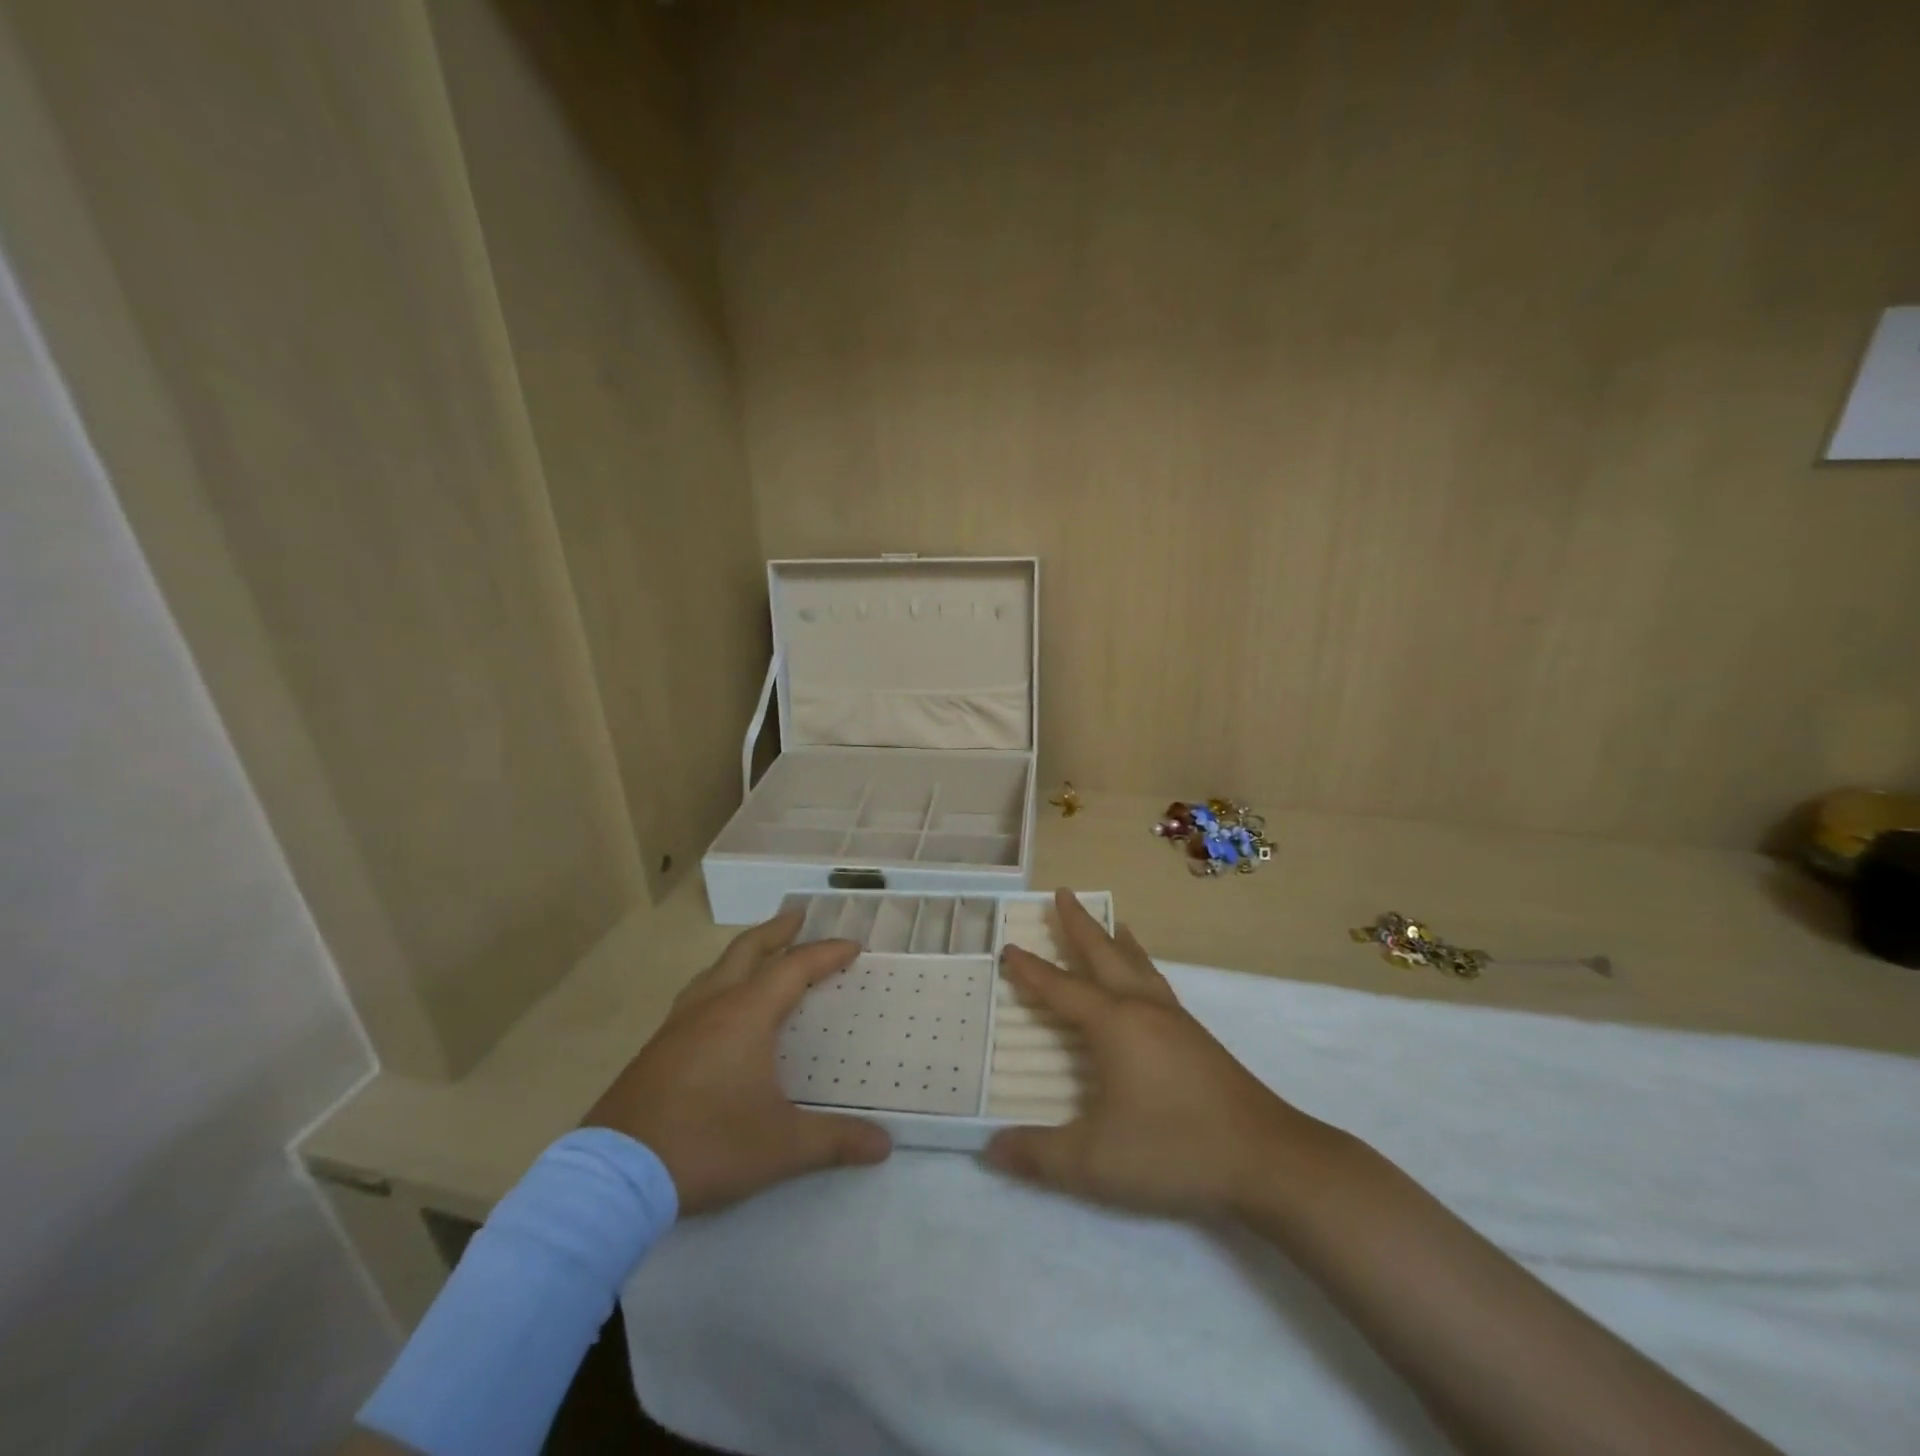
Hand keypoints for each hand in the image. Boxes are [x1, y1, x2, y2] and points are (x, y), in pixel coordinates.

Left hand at [584, 912, 891, 1215]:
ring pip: (714, 971)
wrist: (616, 1175)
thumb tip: (885, 1144)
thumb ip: (835, 1139)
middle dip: (776, 931)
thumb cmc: (707, 1145)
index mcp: (746, 1015)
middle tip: (797, 916)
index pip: (794, 969)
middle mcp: (711, 1007)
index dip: (826, 954)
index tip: (852, 946)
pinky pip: (695, 998)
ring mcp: (677, 1026)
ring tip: (757, 956)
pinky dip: (717, 985)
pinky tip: (716, 1012)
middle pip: (746, 951)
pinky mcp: (655, 1049)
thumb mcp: (780, 1146)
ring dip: (741, 955)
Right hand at [983, 889, 1333, 1218]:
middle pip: (1104, 953)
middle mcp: (1142, 1008)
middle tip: (1063, 892)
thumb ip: (1039, 1154)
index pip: (1061, 988)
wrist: (1268, 1158)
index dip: (1031, 970)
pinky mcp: (1197, 1037)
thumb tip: (991, 1148)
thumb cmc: (1175, 1150)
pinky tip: (1145, 981)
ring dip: (1116, 940)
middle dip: (1079, 924)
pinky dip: (1141, 964)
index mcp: (1114, 1024)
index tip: (1009, 947)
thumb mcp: (1095, 1162)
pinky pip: (1157, 982)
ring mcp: (1175, 1020)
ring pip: (1137, 964)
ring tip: (1111, 922)